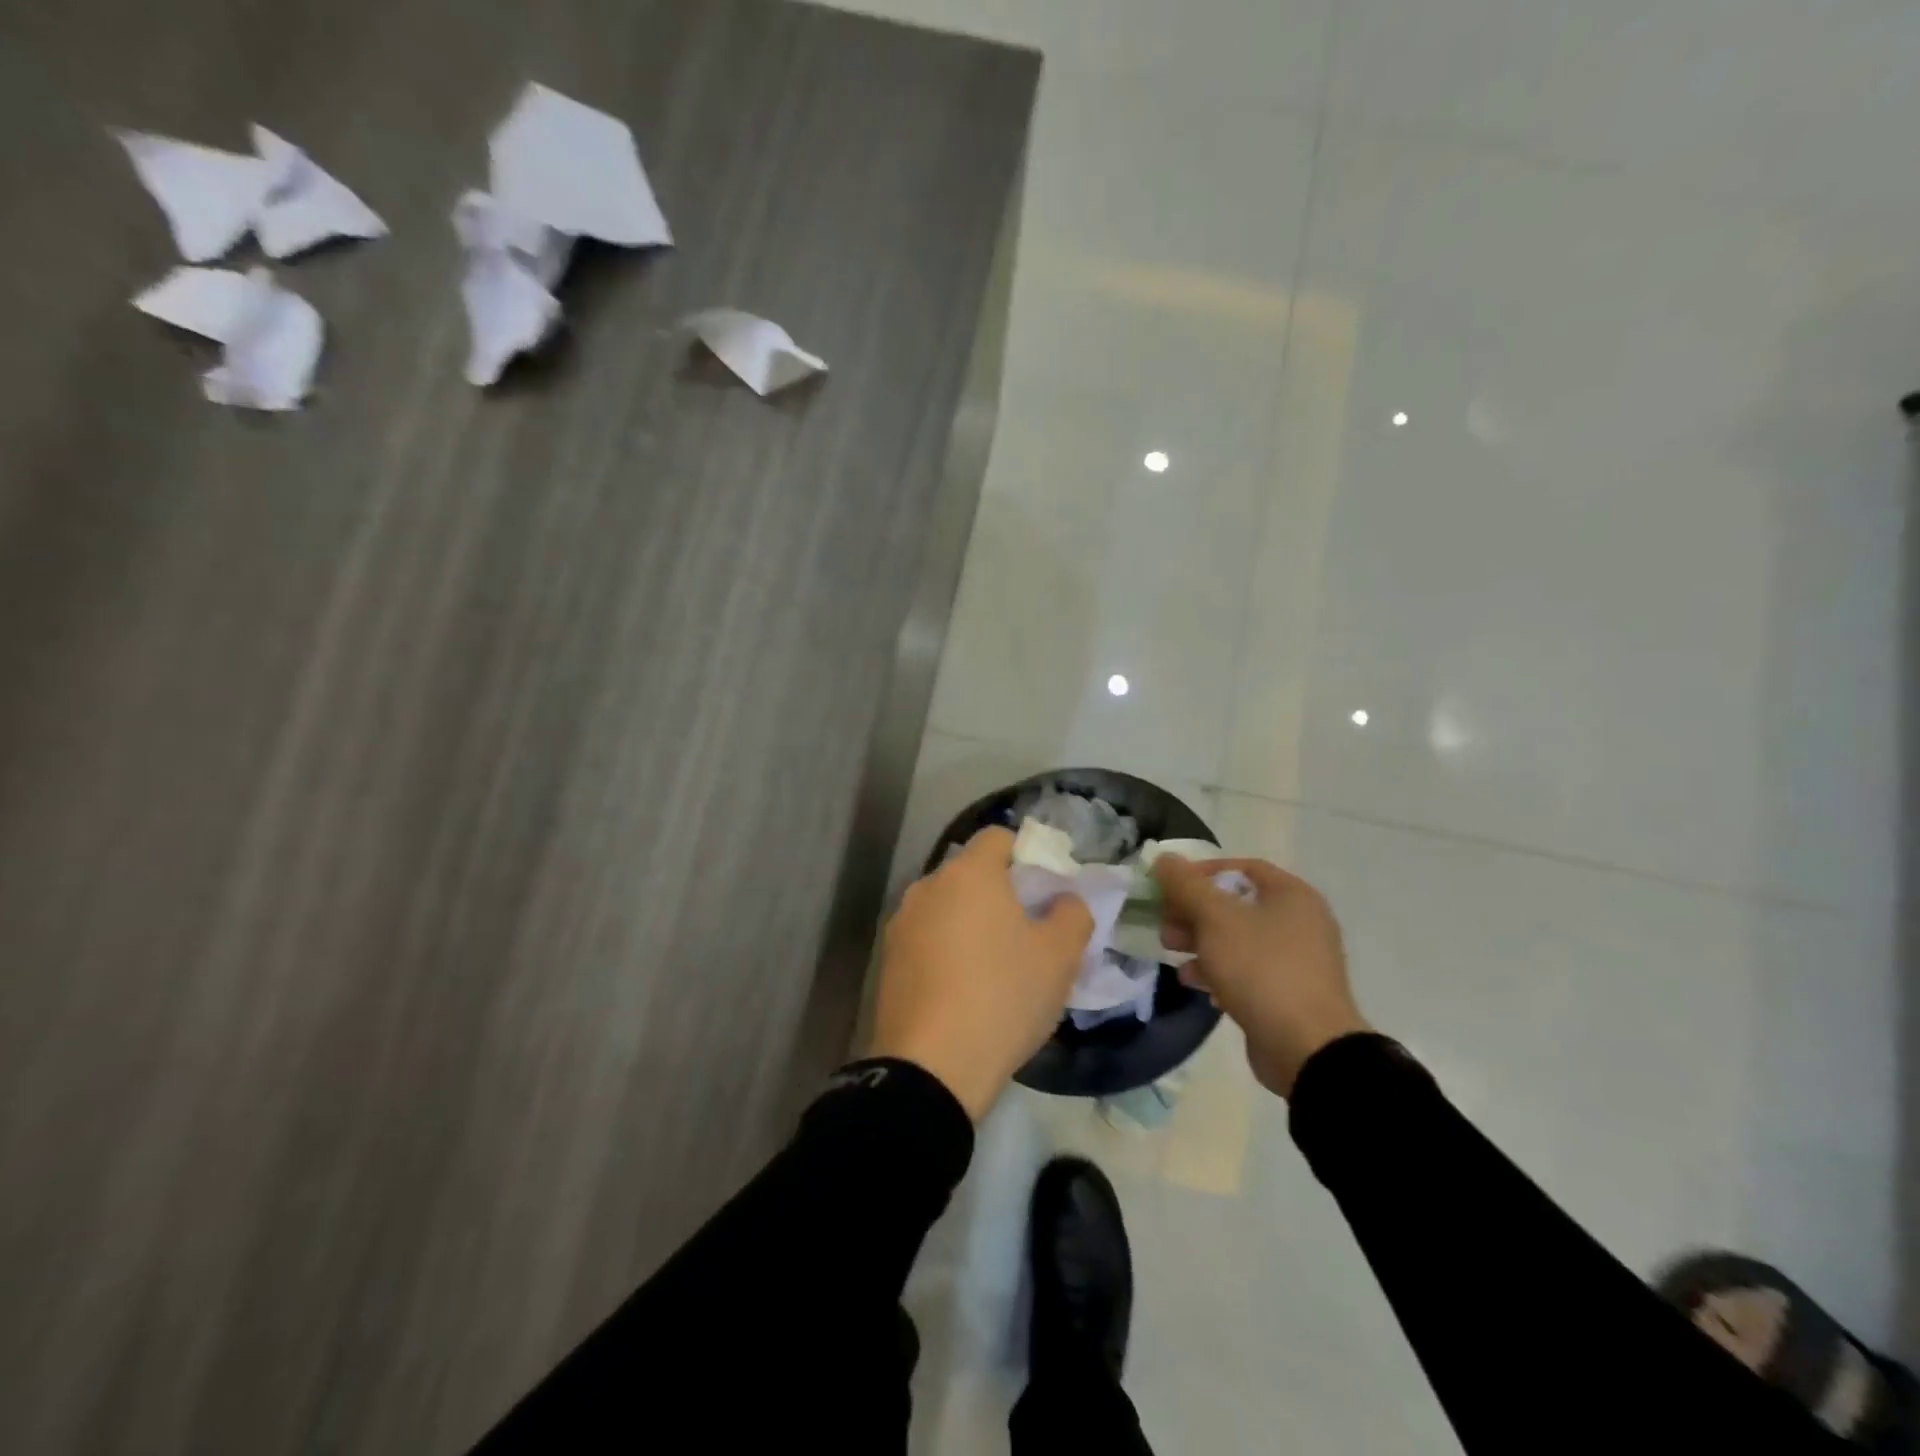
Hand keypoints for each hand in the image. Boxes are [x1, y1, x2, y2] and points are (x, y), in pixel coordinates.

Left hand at [870, 827, 1093, 1119]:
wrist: (932, 1066)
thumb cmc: (1004, 996)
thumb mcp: (1060, 956)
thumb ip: (1072, 913)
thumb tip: (1064, 900)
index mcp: (969, 873)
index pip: (998, 837)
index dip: (1026, 855)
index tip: (1044, 891)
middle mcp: (928, 886)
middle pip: (970, 873)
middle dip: (998, 893)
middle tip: (1027, 931)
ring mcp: (901, 923)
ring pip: (946, 908)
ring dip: (969, 923)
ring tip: (994, 966)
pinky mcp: (887, 960)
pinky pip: (926, 940)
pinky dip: (945, 951)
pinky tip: (962, 990)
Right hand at [1154, 855, 1368, 1097]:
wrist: (1307, 1048)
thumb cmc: (1262, 969)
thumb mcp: (1215, 919)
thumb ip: (1186, 885)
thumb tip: (1164, 859)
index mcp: (1291, 895)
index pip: (1241, 868)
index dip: (1201, 872)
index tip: (1170, 886)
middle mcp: (1300, 922)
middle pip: (1235, 904)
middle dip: (1193, 911)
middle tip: (1165, 923)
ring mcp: (1296, 960)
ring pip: (1237, 938)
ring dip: (1200, 941)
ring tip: (1170, 952)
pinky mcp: (1288, 993)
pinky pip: (1247, 970)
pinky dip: (1218, 970)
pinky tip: (1194, 982)